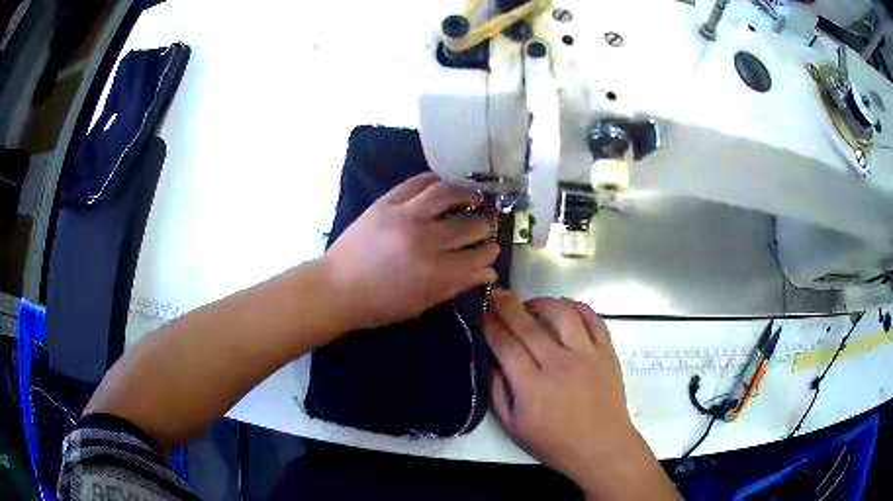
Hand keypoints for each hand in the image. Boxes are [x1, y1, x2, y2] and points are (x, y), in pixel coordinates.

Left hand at [323, 172, 498, 328]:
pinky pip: (415, 183)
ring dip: (466, 194)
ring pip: (445, 194)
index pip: (475, 257)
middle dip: (485, 226)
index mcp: (432, 272)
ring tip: (475, 197)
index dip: (489, 253)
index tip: (494, 249)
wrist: (335, 287)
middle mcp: (422, 239)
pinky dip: (434, 180)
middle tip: (489, 225)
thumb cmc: (378, 304)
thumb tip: (488, 273)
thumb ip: (455, 286)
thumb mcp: (420, 304)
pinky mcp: (385, 202)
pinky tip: (444, 184)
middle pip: (467, 225)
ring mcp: (403, 215)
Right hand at [485, 290, 673, 498]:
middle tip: (496, 294)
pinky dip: (576, 307)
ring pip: (563, 313)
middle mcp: (560, 364)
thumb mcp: (513, 426)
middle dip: (507, 305)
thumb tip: (488, 359)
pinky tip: (564, 308)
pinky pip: (593, 318)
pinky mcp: (607, 351)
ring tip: (531, 304)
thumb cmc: (554, 442)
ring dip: (542, 302)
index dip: (490, 325)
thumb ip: (496, 391)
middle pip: (528, 325)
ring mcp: (587, 354)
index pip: (506, 345)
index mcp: (532, 386)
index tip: (481, 312)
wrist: (601, 446)